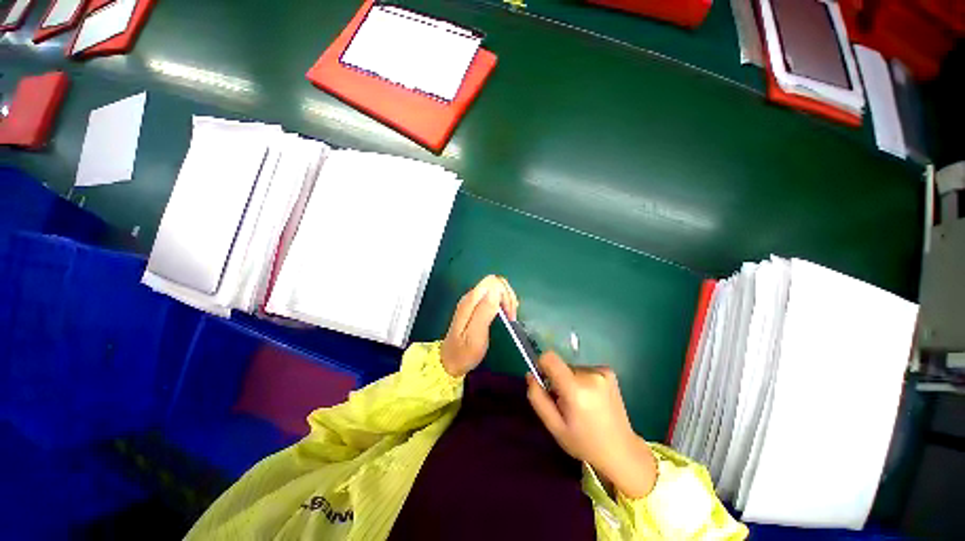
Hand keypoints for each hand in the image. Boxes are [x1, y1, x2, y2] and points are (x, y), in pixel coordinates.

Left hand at [440, 275, 518, 377]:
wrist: (450, 363)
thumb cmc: (464, 352)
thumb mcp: (475, 335)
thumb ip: (485, 311)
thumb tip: (496, 291)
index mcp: (471, 301)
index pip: (493, 282)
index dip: (505, 294)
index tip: (508, 314)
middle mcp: (471, 297)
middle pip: (496, 283)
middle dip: (508, 297)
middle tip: (511, 317)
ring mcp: (473, 301)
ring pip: (496, 289)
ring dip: (507, 300)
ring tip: (510, 318)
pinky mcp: (476, 307)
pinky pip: (494, 297)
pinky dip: (504, 304)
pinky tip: (506, 316)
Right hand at [526, 352, 657, 498]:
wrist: (621, 450)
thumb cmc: (584, 442)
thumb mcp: (554, 426)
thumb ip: (537, 398)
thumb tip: (530, 374)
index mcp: (575, 389)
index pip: (549, 357)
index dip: (542, 365)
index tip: (544, 382)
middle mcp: (590, 375)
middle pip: (561, 366)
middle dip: (558, 380)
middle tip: (566, 404)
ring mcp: (602, 372)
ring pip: (572, 369)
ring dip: (571, 382)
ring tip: (581, 405)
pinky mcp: (609, 372)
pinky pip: (584, 370)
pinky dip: (583, 381)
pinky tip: (592, 400)